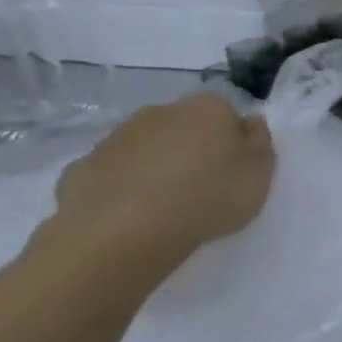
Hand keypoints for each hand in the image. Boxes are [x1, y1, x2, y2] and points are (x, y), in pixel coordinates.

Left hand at [54, 94, 275, 254]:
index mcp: (208, 108)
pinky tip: (129, 215)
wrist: (124, 233)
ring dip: (156, 167)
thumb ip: (259, 142)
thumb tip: (248, 122)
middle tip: (202, 188)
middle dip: (192, 149)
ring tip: (165, 206)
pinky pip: (112, 174)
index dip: (233, 141)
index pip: (227, 114)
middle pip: (184, 127)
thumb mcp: (260, 172)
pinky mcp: (81, 168)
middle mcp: (160, 112)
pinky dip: (121, 187)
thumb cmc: (208, 196)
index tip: (235, 170)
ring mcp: (115, 138)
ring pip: (146, 148)